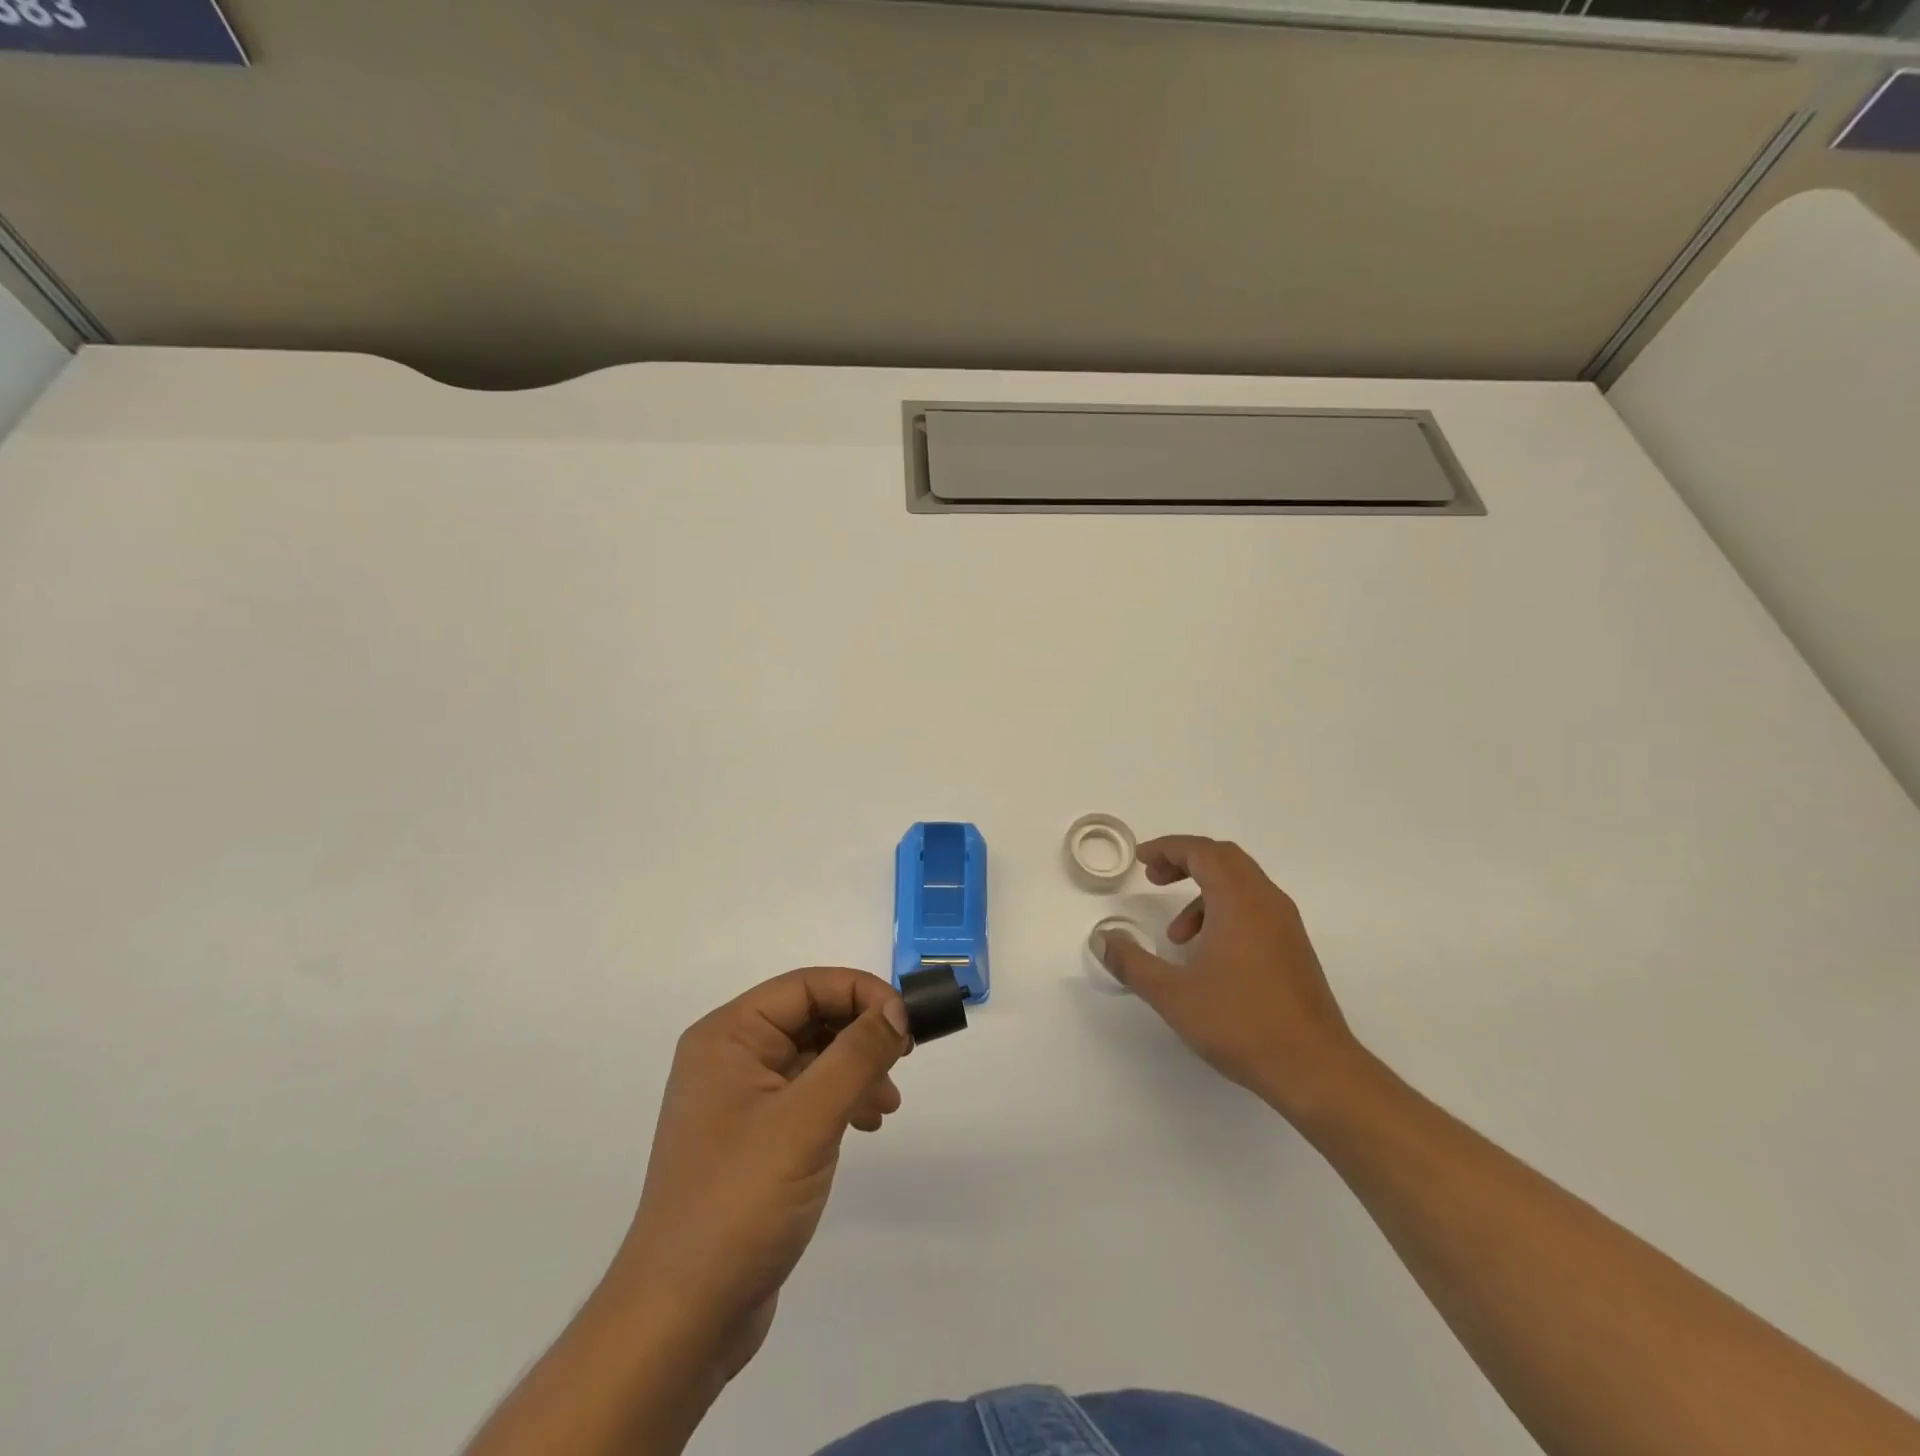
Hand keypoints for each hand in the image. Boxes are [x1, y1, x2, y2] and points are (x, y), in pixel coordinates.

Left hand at [605, 967, 909, 1384]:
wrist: (682, 1319)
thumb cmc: (740, 1202)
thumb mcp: (807, 1119)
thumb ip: (857, 1055)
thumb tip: (898, 1008)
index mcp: (728, 1036)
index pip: (805, 986)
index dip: (861, 993)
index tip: (907, 1022)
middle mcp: (729, 1057)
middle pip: (810, 1018)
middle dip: (861, 1032)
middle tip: (906, 1058)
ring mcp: (739, 1101)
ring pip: (812, 1057)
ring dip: (856, 1068)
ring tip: (888, 1104)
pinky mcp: (753, 1140)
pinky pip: (806, 1096)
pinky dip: (841, 1100)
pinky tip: (866, 1126)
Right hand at [1093, 835, 1366, 1119]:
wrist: (1316, 1070)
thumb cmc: (1241, 1023)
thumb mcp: (1173, 994)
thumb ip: (1131, 963)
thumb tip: (1101, 939)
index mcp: (1239, 901)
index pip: (1202, 852)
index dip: (1168, 848)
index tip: (1141, 860)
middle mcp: (1267, 902)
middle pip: (1224, 858)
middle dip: (1185, 861)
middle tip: (1154, 879)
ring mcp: (1286, 925)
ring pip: (1241, 884)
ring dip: (1204, 891)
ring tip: (1177, 934)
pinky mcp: (1294, 949)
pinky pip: (1255, 908)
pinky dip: (1225, 912)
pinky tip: (1209, 955)